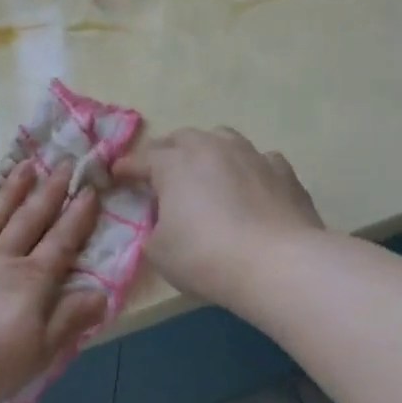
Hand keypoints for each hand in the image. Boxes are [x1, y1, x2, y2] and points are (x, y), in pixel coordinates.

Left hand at [0, 161, 108, 402]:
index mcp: (30, 281)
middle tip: (65, 163)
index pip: (61, 243)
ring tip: (26, 167)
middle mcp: (0, 259)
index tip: (90, 190)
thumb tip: (102, 294)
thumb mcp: (39, 352)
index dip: (77, 217)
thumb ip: (68, 320)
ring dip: (12, 190)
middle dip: (50, 191)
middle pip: (29, 219)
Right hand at [114, 127, 322, 307]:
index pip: (142, 160)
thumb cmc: (205, 256)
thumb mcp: (158, 251)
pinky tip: (250, 186)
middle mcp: (212, 149)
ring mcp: (252, 156)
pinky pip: (260, 160)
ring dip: (209, 151)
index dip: (127, 168)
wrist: (279, 264)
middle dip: (168, 151)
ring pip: (224, 139)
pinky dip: (248, 169)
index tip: (116, 175)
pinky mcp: (285, 173)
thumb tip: (165, 222)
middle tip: (161, 171)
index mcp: (174, 164)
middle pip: (183, 138)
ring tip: (207, 171)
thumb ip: (155, 229)